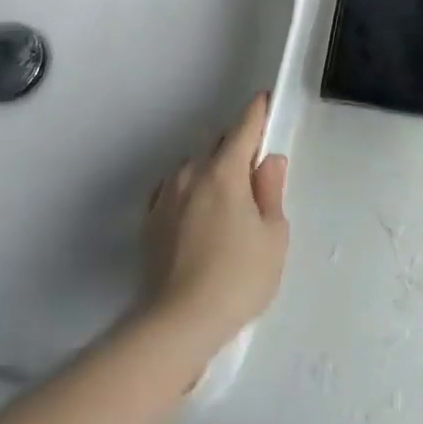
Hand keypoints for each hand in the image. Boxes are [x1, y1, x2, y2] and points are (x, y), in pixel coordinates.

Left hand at [142, 92, 290, 355]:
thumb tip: (268, 161)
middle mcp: (191, 173)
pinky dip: (189, 194)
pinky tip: (198, 220)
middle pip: (218, 145)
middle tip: (253, 176)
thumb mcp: (273, 236)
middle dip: (236, 149)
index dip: (257, 111)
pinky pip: (174, 191)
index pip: (244, 126)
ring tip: (225, 207)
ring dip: (210, 173)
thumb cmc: (238, 278)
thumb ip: (270, 191)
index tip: (265, 100)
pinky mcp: (150, 221)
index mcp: (224, 171)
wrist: (178, 323)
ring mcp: (165, 195)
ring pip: (194, 168)